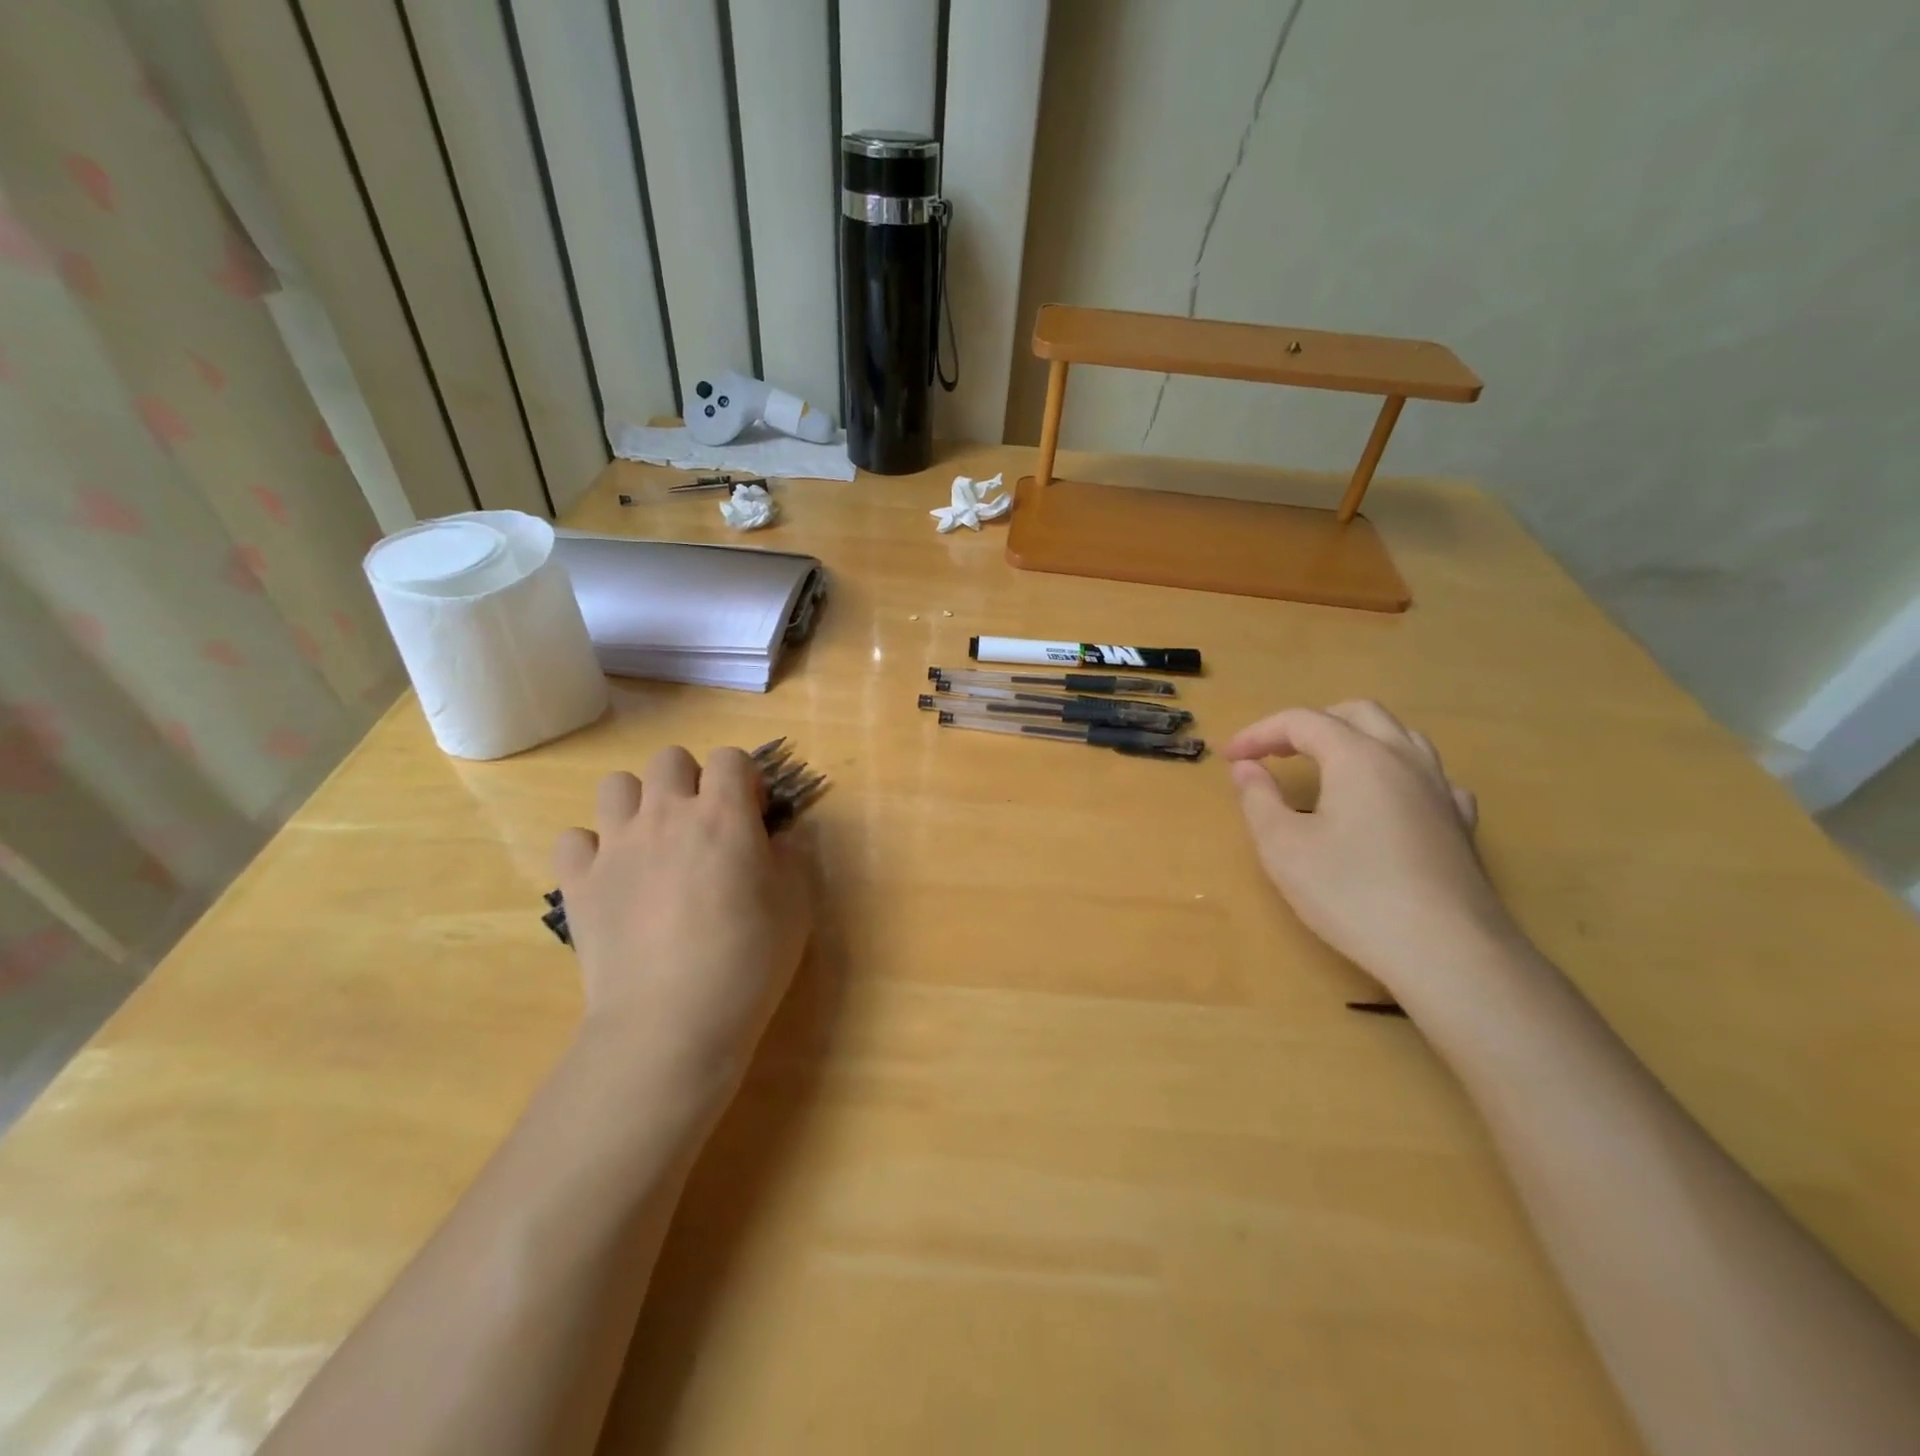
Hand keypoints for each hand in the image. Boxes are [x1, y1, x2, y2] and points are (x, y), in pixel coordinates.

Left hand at [552, 746, 812, 1093]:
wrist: (672, 1018)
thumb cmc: (749, 958)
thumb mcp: (798, 903)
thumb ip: (794, 856)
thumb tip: (780, 836)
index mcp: (723, 814)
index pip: (731, 758)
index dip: (745, 780)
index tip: (753, 816)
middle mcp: (665, 814)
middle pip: (670, 760)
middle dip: (692, 781)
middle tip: (705, 826)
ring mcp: (616, 845)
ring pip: (616, 785)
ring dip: (639, 803)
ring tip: (655, 843)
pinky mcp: (579, 882)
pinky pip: (574, 839)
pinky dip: (593, 849)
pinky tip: (613, 877)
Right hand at [1225, 702, 1516, 1000]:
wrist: (1447, 952)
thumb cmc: (1352, 894)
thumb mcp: (1283, 848)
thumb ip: (1259, 799)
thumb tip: (1246, 769)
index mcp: (1358, 757)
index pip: (1301, 721)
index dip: (1260, 733)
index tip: (1230, 758)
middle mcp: (1404, 759)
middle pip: (1356, 714)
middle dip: (1310, 725)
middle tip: (1276, 753)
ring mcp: (1440, 789)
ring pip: (1400, 736)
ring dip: (1356, 738)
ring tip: (1329, 765)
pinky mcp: (1461, 824)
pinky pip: (1429, 776)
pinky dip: (1396, 773)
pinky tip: (1388, 799)